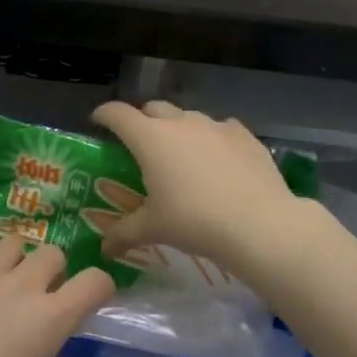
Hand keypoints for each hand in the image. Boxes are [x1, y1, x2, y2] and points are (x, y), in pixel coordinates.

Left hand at [0, 239, 112, 356]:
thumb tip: (40, 327)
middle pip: (52, 253)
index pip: (95, 280)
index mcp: (49, 318)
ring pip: (10, 244)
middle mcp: (19, 286)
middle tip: (36, 295)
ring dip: (13, 263)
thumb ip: (43, 341)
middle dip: (51, 271)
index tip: (87, 299)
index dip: (97, 288)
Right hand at [90, 100, 306, 275]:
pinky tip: (218, 160)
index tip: (98, 121)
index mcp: (150, 138)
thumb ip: (124, 233)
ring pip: (188, 117)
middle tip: (140, 145)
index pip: (117, 114)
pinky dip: (212, 139)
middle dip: (142, 120)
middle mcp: (180, 123)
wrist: (259, 224)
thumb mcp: (153, 229)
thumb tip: (104, 248)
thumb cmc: (194, 221)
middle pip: (153, 108)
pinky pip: (221, 129)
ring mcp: (215, 125)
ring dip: (178, 129)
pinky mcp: (244, 135)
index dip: (104, 115)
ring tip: (182, 156)